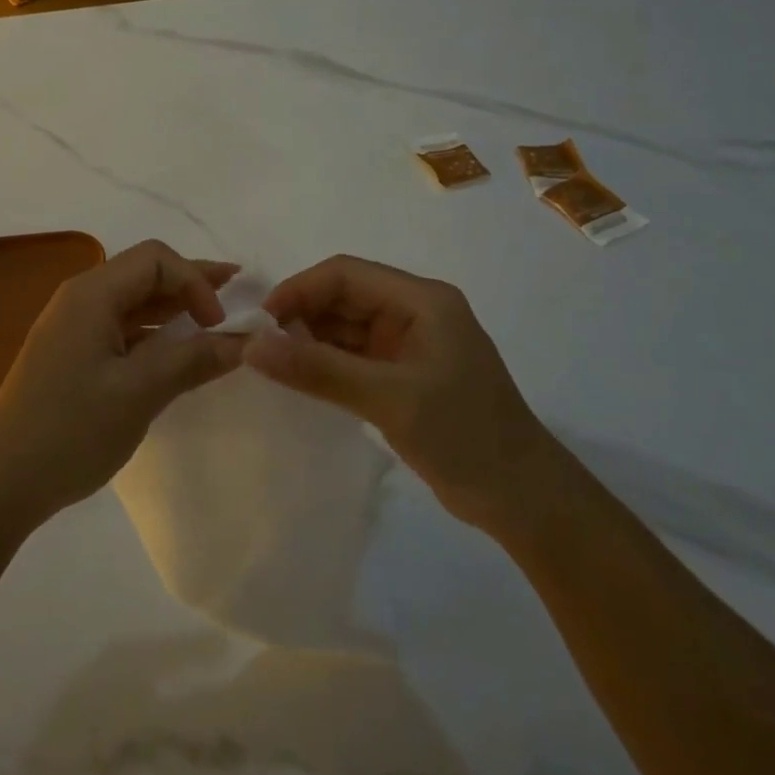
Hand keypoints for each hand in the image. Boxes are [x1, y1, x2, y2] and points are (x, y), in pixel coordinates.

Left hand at [0, 240, 244, 531]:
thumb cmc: (70, 430)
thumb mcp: (139, 393)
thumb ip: (192, 359)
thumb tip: (242, 341)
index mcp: (91, 294)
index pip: (155, 259)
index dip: (195, 280)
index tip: (219, 324)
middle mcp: (80, 300)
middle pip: (144, 275)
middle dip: (191, 284)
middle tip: (237, 296)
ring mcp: (73, 329)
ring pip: (134, 303)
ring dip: (175, 310)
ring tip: (214, 324)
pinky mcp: (72, 357)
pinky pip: (121, 330)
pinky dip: (154, 335)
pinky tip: (175, 353)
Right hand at [242, 255, 554, 530]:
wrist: (523, 499)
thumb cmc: (464, 436)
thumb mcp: (388, 399)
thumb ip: (318, 370)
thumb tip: (252, 346)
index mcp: (422, 300)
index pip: (345, 274)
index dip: (298, 290)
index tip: (260, 322)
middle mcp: (414, 312)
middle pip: (343, 297)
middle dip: (300, 316)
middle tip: (260, 348)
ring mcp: (409, 345)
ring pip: (345, 327)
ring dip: (309, 341)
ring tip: (272, 365)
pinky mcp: (404, 375)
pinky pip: (353, 356)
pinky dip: (325, 364)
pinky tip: (300, 380)